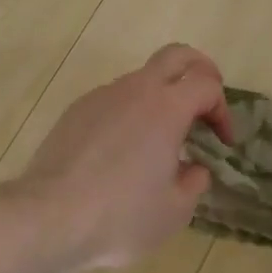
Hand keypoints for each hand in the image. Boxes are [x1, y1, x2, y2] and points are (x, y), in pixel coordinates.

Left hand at [20, 44, 232, 269]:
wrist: (48, 217)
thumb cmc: (120, 216)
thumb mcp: (174, 211)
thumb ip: (194, 182)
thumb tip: (193, 168)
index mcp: (167, 107)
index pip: (207, 84)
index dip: (222, 109)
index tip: (222, 142)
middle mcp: (136, 89)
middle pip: (177, 55)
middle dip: (200, 69)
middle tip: (206, 102)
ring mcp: (102, 95)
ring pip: (142, 79)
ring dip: (161, 98)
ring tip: (160, 141)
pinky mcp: (77, 109)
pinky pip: (114, 100)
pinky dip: (130, 114)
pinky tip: (122, 152)